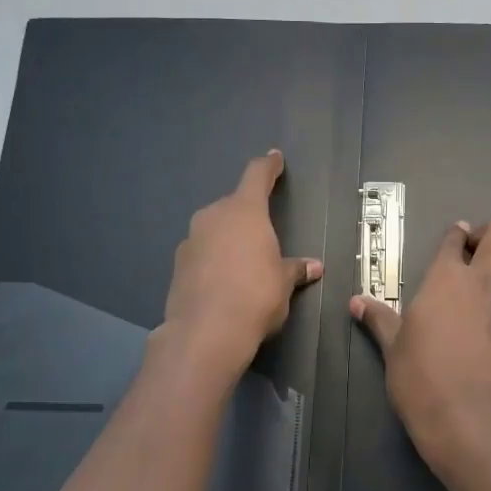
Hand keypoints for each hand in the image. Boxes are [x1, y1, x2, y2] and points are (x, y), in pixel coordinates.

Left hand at [161, 150, 322, 377]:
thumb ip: (295, 269)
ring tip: (244, 262)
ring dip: (228, 238)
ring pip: (214, 228)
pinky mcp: (177, 265)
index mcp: (245, 211)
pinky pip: (202, 252)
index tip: (274, 158)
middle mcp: (214, 216)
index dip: (268, 166)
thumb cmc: (256, 296)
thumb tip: (313, 267)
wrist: (206, 332)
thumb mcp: (283, 283)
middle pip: (233, 204)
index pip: (257, 176)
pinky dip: (213, 258)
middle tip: (263, 233)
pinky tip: (223, 281)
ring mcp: (191, 239)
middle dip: (248, 214)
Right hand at [350, 220, 490, 472]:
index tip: (455, 239)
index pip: (455, 238)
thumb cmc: (421, 378)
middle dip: (490, 235)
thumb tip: (355, 302)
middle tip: (475, 253)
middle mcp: (483, 279)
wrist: (468, 417)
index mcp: (446, 277)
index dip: (456, 235)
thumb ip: (379, 318)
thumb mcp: (394, 347)